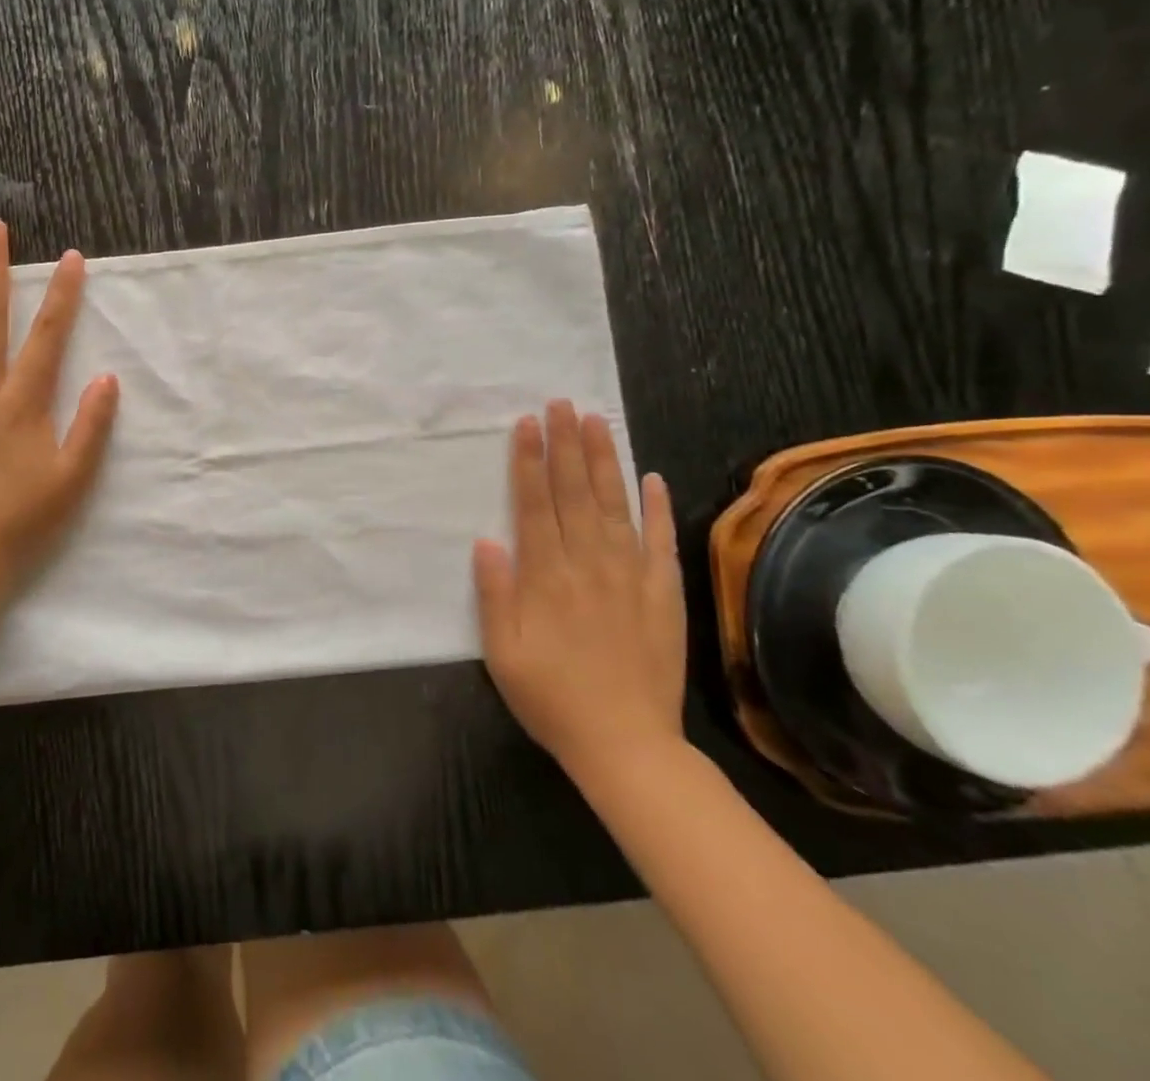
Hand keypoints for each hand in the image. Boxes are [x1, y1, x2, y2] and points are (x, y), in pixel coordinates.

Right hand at [473, 400, 686, 783]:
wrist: (627, 745)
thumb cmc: (552, 697)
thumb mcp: (502, 653)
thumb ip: (494, 594)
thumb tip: (487, 540)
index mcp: (546, 577)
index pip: (534, 504)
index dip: (528, 462)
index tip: (527, 424)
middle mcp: (588, 565)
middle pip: (574, 493)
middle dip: (566, 445)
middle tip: (562, 404)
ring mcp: (630, 577)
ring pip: (614, 506)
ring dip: (604, 461)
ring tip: (597, 422)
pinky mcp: (663, 595)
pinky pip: (658, 542)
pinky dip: (656, 508)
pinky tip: (652, 477)